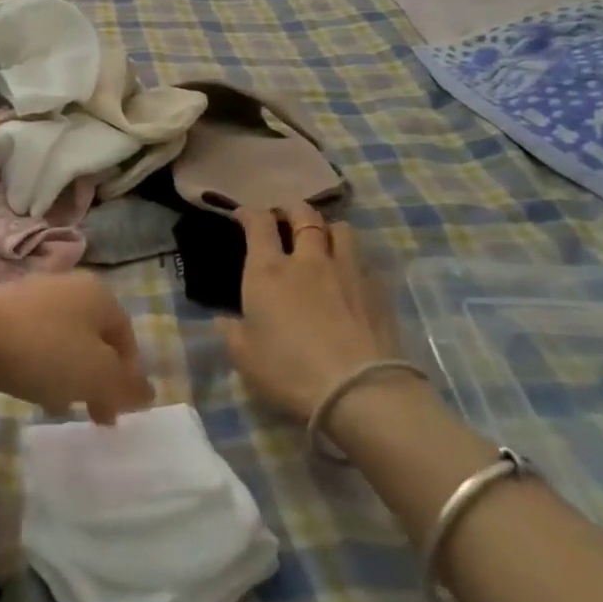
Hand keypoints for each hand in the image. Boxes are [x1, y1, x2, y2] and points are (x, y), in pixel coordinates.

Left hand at [0, 272, 153, 423]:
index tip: (117, 411)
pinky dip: (41, 362)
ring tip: (60, 403)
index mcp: (98, 294)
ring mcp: (33, 292)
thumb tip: (147, 392)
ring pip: (65, 338)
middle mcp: (69, 285)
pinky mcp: (2, 305)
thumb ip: (126, 386)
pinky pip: (35, 338)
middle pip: (95, 337)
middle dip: (98, 377)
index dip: (128, 376)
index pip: (126, 337)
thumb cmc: (44, 352)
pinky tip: (30, 385)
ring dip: (70, 372)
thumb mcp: (97, 375)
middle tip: (94, 413)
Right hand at [220, 205, 392, 421]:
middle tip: (285, 217)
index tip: (242, 216)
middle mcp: (307, 260)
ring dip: (327, 228)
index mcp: (267, 271)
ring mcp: (347, 270)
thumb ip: (232, 332)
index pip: (259, 224)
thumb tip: (225, 320)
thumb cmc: (289, 371)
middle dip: (291, 210)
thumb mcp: (244, 357)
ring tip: (323, 240)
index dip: (249, 213)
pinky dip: (352, 258)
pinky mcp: (378, 289)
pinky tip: (350, 275)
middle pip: (303, 215)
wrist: (358, 391)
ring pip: (340, 229)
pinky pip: (363, 259)